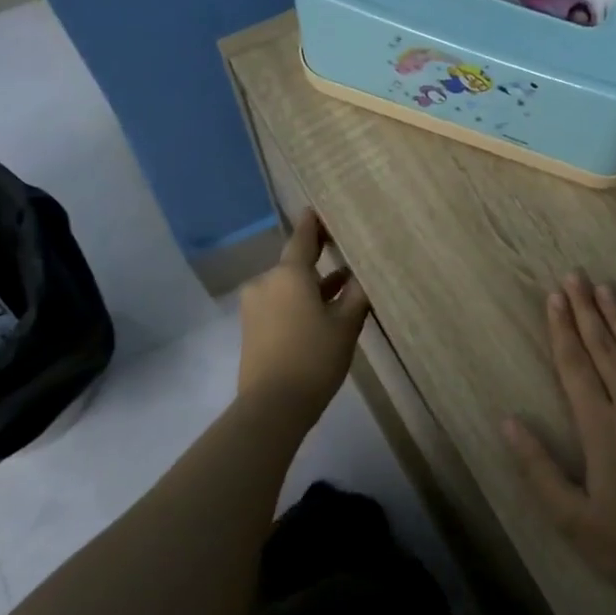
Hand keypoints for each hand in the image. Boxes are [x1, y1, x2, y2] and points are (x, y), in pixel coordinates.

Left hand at [237, 211, 369, 418]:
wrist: (272, 405)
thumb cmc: (314, 358)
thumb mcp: (346, 325)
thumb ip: (357, 294)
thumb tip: (363, 274)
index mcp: (288, 274)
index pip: (302, 238)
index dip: (313, 224)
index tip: (319, 208)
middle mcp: (266, 282)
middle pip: (295, 264)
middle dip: (318, 258)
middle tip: (341, 246)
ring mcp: (255, 305)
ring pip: (289, 287)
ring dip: (312, 285)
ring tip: (343, 285)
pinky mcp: (252, 327)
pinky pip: (280, 304)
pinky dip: (300, 302)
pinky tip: (322, 310)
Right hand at [504, 274, 615, 594]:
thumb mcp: (571, 517)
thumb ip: (538, 467)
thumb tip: (509, 421)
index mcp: (600, 426)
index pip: (575, 366)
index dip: (562, 330)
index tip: (554, 297)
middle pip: (606, 349)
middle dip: (587, 310)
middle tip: (575, 276)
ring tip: (607, 288)